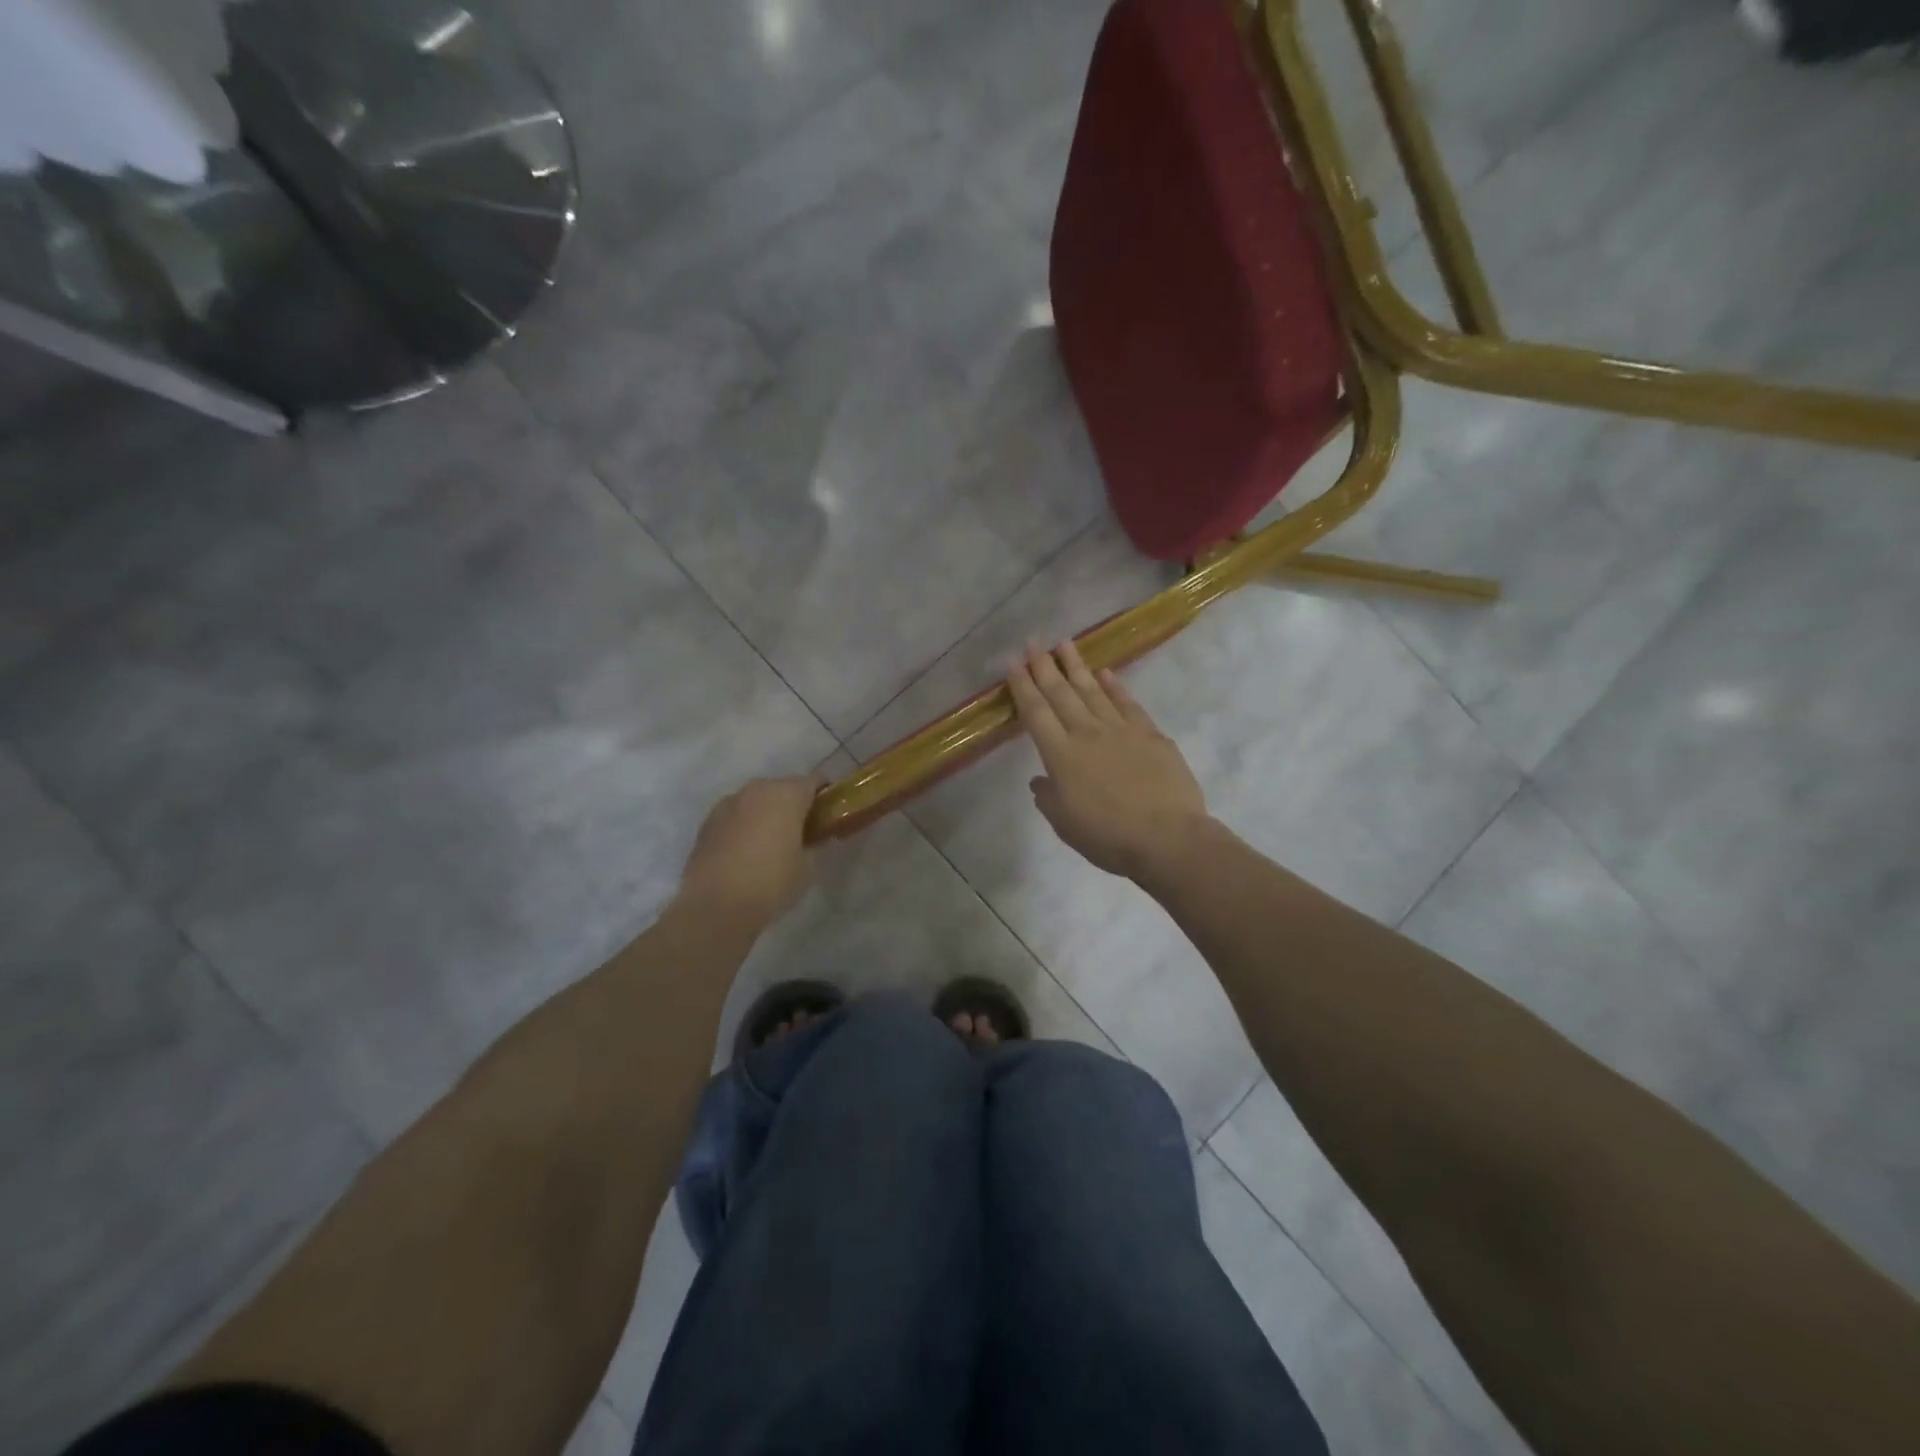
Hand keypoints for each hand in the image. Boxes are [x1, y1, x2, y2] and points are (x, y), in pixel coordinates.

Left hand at [679, 776, 822, 927]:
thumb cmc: (772, 882)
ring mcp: (728, 804)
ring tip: (770, 842)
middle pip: (782, 788)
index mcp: (787, 794)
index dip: (824, 795)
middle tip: (801, 830)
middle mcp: (756, 790)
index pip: (814, 782)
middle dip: (793, 804)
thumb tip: (812, 839)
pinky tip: (745, 851)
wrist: (715, 906)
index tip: (828, 813)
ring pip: (755, 801)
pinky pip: (735, 816)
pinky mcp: (707, 822)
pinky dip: (744, 826)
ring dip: (765, 814)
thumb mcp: (807, 867)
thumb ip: (814, 845)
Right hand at [1007, 641, 1209, 880]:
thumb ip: (1048, 798)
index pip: (1035, 713)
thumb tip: (1040, 780)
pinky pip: (1127, 703)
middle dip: (1044, 666)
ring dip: (1076, 666)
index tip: (1013, 663)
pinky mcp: (1150, 734)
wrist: (1168, 838)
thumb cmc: (1108, 837)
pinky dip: (1115, 686)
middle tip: (1033, 642)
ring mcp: (1121, 730)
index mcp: (1061, 756)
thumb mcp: (1065, 824)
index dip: (1022, 686)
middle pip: (1061, 693)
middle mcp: (1087, 733)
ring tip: (1065, 643)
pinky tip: (1106, 673)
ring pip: (1093, 690)